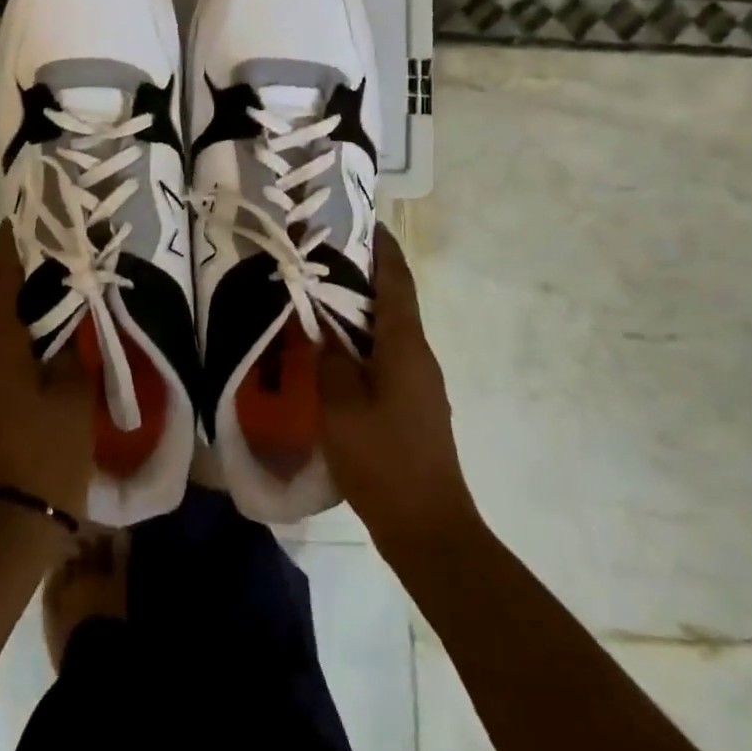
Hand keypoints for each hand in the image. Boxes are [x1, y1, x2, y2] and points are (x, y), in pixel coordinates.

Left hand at [0, 224, 95, 522]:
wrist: (6, 530)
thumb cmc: (43, 453)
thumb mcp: (71, 394)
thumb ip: (72, 348)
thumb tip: (72, 316)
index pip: (2, 278)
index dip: (12, 244)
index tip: (25, 214)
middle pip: (1, 299)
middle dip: (26, 271)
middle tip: (60, 246)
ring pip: (4, 328)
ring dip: (28, 305)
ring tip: (64, 285)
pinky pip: (5, 354)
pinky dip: (27, 335)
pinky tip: (55, 336)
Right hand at [318, 225, 477, 559]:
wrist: (429, 528)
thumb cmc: (383, 460)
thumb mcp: (340, 406)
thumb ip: (329, 359)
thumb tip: (322, 326)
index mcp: (405, 347)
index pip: (396, 283)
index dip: (383, 250)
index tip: (367, 222)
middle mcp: (419, 356)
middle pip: (394, 302)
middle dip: (366, 276)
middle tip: (327, 257)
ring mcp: (421, 383)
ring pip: (389, 331)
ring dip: (362, 310)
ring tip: (324, 297)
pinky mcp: (414, 405)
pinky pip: (388, 357)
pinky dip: (364, 341)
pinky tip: (336, 351)